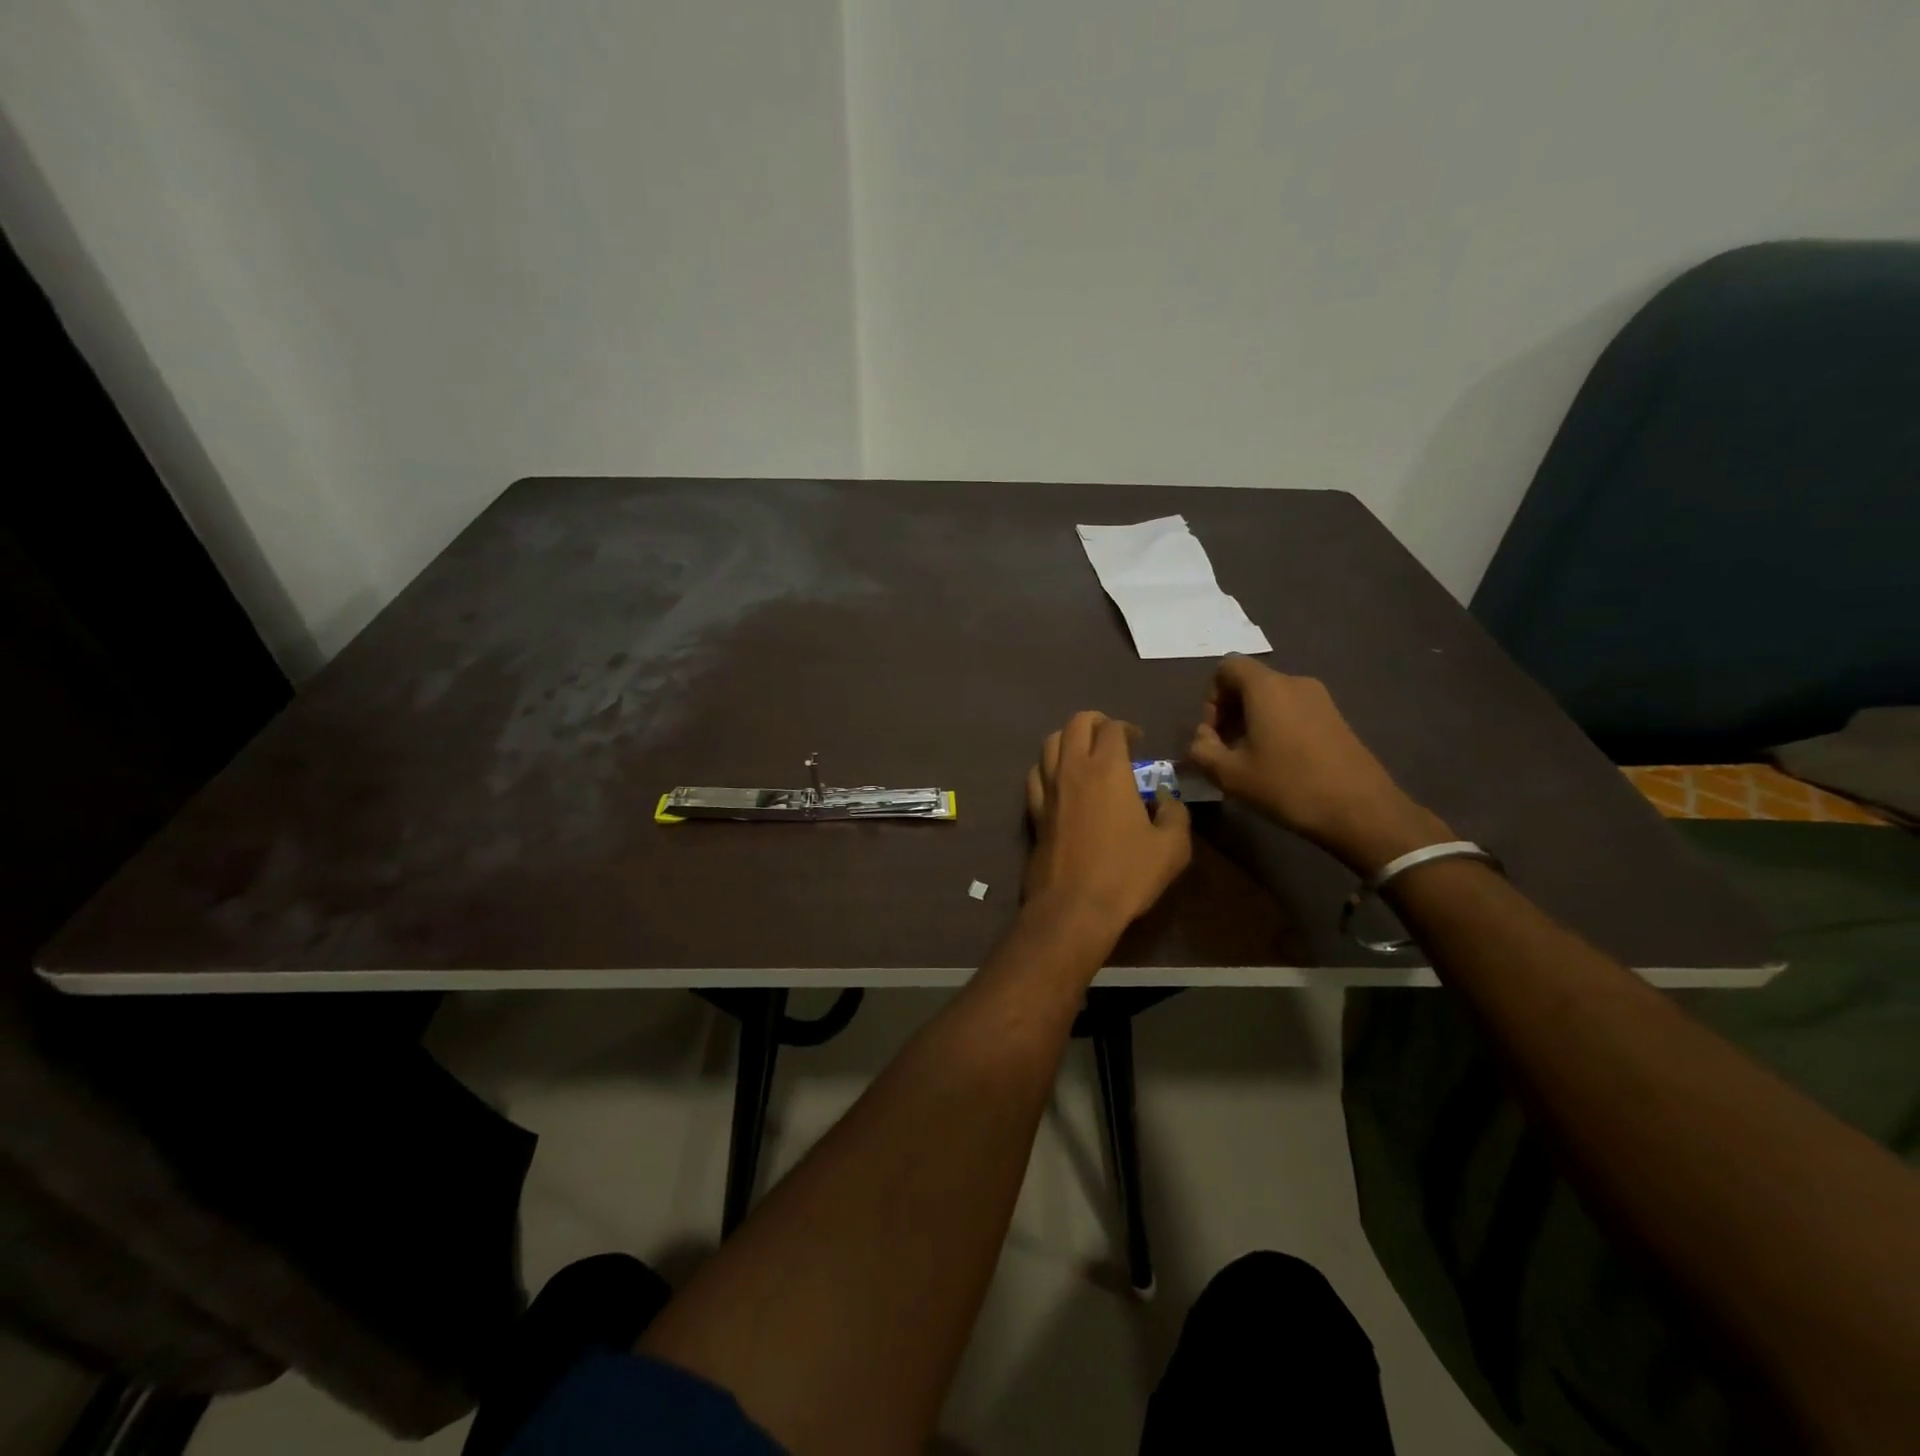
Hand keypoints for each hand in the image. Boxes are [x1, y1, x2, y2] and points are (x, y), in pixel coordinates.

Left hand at [1023, 711, 1191, 934]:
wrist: (1073, 906)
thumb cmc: (1126, 874)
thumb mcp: (1172, 847)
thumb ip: (1175, 814)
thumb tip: (1166, 798)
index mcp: (1108, 769)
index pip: (1112, 728)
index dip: (1127, 728)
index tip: (1139, 742)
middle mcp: (1073, 769)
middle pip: (1076, 724)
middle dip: (1095, 722)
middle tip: (1111, 738)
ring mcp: (1048, 789)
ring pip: (1050, 744)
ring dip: (1069, 739)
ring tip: (1084, 754)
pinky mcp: (1034, 811)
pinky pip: (1036, 774)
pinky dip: (1048, 767)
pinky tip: (1060, 781)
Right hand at [1186, 657, 1451, 874]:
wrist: (1361, 810)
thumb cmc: (1288, 786)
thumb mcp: (1230, 774)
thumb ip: (1201, 751)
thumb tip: (1200, 739)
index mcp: (1266, 688)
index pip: (1227, 667)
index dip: (1211, 696)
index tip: (1213, 733)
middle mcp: (1294, 682)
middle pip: (1249, 683)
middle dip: (1229, 713)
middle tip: (1225, 751)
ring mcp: (1320, 699)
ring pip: (1271, 699)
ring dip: (1252, 722)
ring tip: (1250, 761)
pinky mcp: (1336, 718)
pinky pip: (1293, 710)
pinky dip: (1276, 728)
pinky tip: (1278, 764)